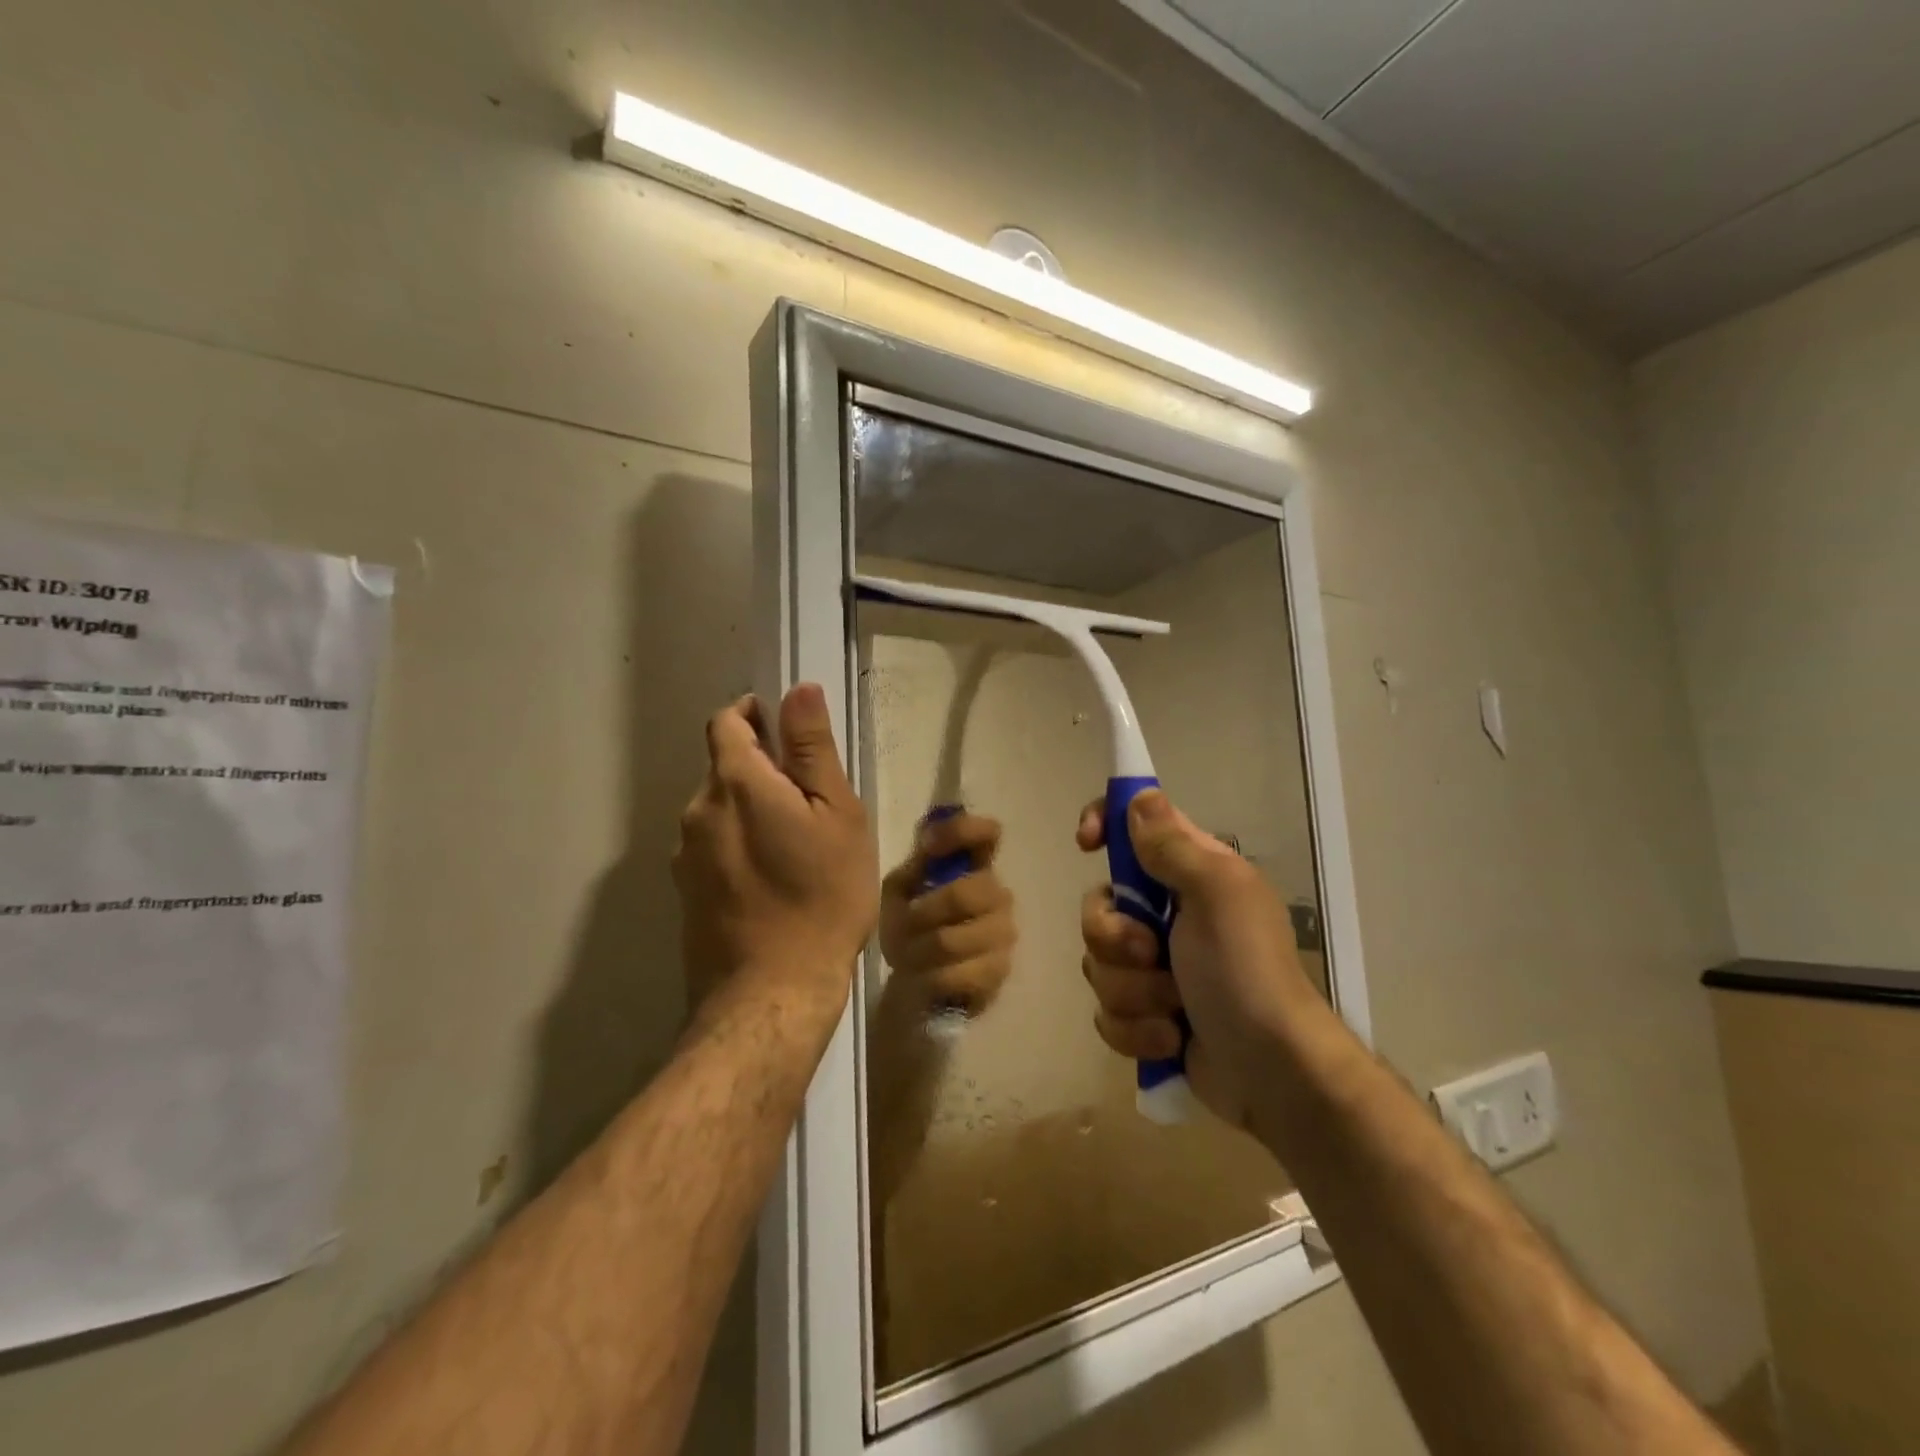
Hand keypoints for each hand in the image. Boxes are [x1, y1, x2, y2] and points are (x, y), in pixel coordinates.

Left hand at [674, 685, 877, 1026]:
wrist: (772, 993)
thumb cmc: (821, 896)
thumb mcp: (835, 815)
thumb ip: (812, 749)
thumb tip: (797, 688)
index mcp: (734, 783)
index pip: (727, 721)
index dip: (755, 715)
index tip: (789, 734)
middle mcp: (697, 811)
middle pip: (724, 768)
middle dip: (762, 770)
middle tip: (811, 803)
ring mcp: (685, 855)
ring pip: (720, 811)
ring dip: (751, 811)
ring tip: (796, 847)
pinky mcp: (685, 892)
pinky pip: (713, 848)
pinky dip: (739, 846)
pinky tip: (772, 881)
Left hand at [877, 813, 1015, 1020]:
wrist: (917, 982)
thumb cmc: (910, 927)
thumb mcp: (901, 891)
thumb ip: (916, 864)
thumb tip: (929, 837)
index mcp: (974, 866)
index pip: (988, 834)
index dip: (962, 831)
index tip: (928, 845)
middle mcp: (997, 894)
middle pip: (967, 893)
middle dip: (925, 912)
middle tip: (903, 926)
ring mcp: (1003, 933)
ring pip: (952, 939)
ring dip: (920, 950)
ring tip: (908, 956)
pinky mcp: (999, 971)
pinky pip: (958, 973)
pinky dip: (931, 976)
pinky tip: (926, 976)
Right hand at [1076, 788, 1317, 1126]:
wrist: (1273, 1073)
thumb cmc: (1247, 971)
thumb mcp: (1217, 894)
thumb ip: (1173, 845)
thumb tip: (1140, 798)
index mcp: (1188, 874)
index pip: (1134, 827)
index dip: (1104, 823)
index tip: (1087, 843)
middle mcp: (1165, 914)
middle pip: (1098, 905)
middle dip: (1116, 937)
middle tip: (1152, 953)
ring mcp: (1153, 968)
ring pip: (1098, 964)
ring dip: (1134, 992)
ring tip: (1174, 1010)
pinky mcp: (1145, 1016)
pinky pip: (1107, 1012)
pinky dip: (1136, 1030)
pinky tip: (1171, 1039)